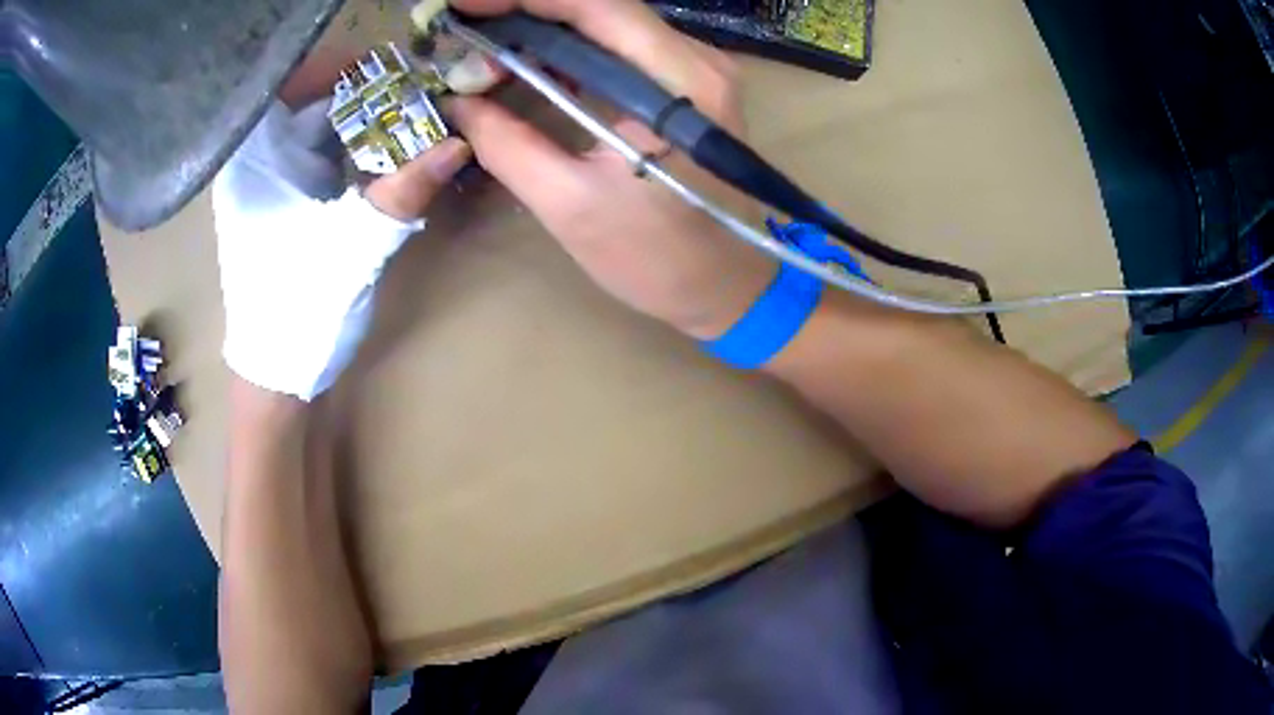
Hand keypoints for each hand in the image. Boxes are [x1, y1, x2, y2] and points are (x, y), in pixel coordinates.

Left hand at [213, 101, 470, 399]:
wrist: (278, 374)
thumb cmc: (298, 310)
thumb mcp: (353, 247)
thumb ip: (403, 192)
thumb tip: (458, 144)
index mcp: (252, 158)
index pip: (295, 81)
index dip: (345, 69)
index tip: (396, 74)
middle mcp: (256, 160)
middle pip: (313, 102)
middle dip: (366, 96)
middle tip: (419, 95)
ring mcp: (271, 183)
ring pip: (322, 130)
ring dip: (367, 125)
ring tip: (414, 120)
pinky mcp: (286, 203)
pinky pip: (324, 158)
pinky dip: (358, 152)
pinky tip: (390, 157)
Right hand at [448, 0, 776, 338]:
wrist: (727, 285)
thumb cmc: (659, 259)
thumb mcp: (571, 207)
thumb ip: (509, 145)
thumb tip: (459, 102)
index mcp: (680, 84)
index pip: (596, 6)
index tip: (463, 7)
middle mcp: (697, 60)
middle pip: (602, 5)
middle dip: (528, 9)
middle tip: (466, 27)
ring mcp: (695, 68)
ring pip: (609, 20)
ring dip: (545, 24)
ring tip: (486, 43)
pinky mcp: (686, 83)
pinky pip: (619, 44)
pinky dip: (569, 44)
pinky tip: (528, 59)